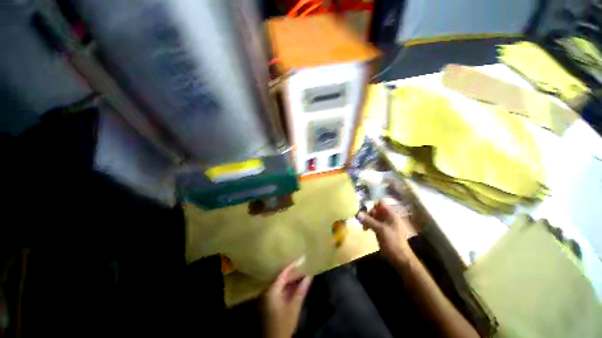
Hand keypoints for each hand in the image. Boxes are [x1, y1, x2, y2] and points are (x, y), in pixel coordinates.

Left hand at [262, 260, 311, 337]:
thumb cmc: (284, 324)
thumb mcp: (294, 307)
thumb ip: (301, 290)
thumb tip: (309, 275)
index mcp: (271, 290)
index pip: (283, 273)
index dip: (293, 265)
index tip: (302, 258)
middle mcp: (267, 290)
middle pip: (281, 276)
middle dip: (292, 271)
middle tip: (303, 264)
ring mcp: (268, 296)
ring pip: (281, 283)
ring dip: (291, 278)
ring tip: (302, 271)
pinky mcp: (270, 302)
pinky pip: (280, 289)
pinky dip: (288, 286)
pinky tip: (296, 283)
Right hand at [358, 200, 413, 263]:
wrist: (400, 259)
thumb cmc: (393, 242)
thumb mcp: (380, 230)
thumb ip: (369, 221)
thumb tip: (358, 214)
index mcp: (391, 214)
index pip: (380, 203)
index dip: (372, 205)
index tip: (364, 210)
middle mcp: (387, 217)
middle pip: (375, 209)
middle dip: (367, 213)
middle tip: (361, 219)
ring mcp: (384, 224)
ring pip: (373, 216)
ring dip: (367, 219)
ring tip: (362, 225)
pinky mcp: (381, 230)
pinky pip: (373, 223)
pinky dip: (368, 224)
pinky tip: (365, 229)